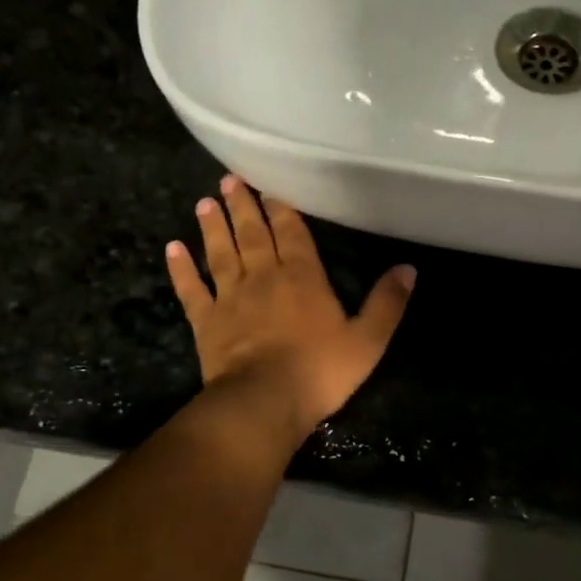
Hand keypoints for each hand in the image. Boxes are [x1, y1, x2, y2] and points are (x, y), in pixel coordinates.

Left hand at [165, 176, 415, 450]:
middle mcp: (264, 277)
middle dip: (244, 206)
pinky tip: (173, 248)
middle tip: (230, 179)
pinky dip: (181, 269)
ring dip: (213, 227)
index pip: (293, 233)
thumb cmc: (319, 371)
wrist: (264, 401)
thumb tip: (408, 268)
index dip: (282, 209)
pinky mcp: (206, 321)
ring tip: (204, 202)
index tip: (270, 186)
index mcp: (303, 277)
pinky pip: (191, 289)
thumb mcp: (367, 340)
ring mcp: (230, 298)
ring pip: (221, 253)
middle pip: (253, 234)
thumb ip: (387, 303)